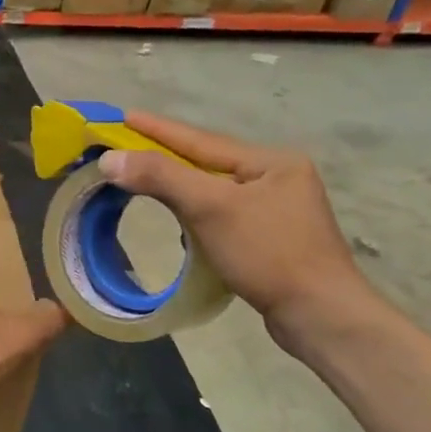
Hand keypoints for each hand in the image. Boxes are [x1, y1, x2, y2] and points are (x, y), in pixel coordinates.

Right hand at [97, 112, 375, 354]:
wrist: (321, 316)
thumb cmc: (268, 253)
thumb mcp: (211, 208)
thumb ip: (161, 177)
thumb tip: (109, 158)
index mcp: (271, 162)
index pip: (200, 140)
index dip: (157, 129)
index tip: (122, 115)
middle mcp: (277, 178)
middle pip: (207, 164)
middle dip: (166, 158)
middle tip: (125, 149)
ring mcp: (277, 211)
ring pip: (214, 191)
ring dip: (179, 188)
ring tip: (145, 183)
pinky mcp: (271, 240)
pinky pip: (221, 216)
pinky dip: (195, 216)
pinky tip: (181, 226)